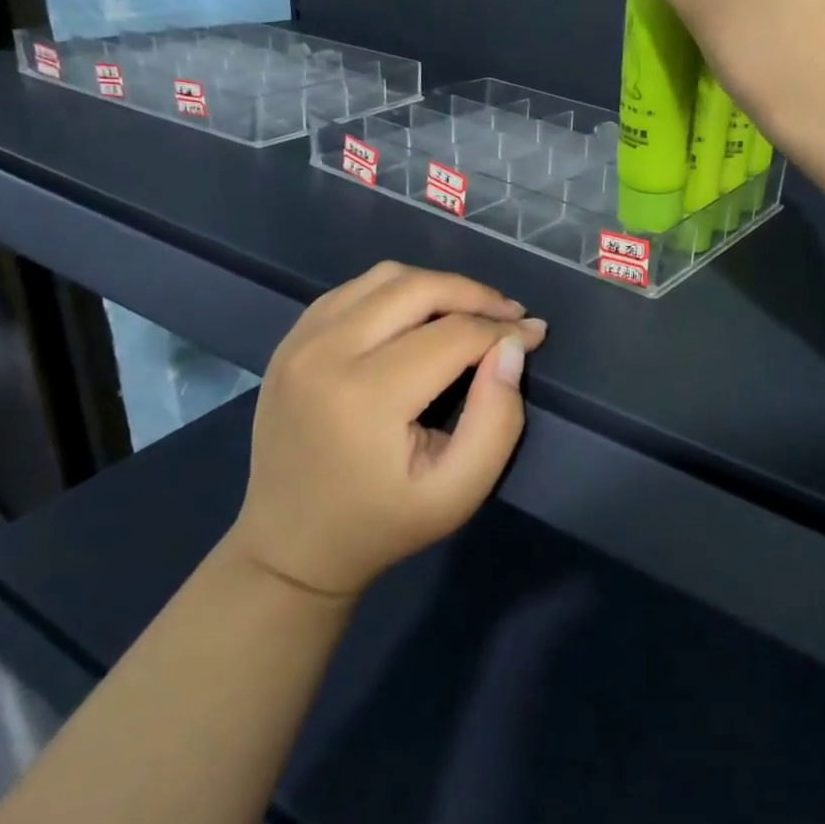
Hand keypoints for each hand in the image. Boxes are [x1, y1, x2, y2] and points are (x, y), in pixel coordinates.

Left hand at [229, 262, 547, 599]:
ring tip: (470, 314)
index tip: (535, 335)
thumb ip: (497, 420)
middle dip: (475, 295)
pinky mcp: (290, 339)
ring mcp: (300, 340)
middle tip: (509, 316)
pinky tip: (419, 318)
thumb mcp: (458, 492)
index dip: (504, 330)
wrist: (289, 546)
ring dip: (437, 287)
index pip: (453, 335)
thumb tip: (512, 348)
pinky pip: (354, 289)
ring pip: (385, 277)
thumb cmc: (381, 524)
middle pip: (418, 288)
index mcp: (365, 396)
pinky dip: (397, 292)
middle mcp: (325, 353)